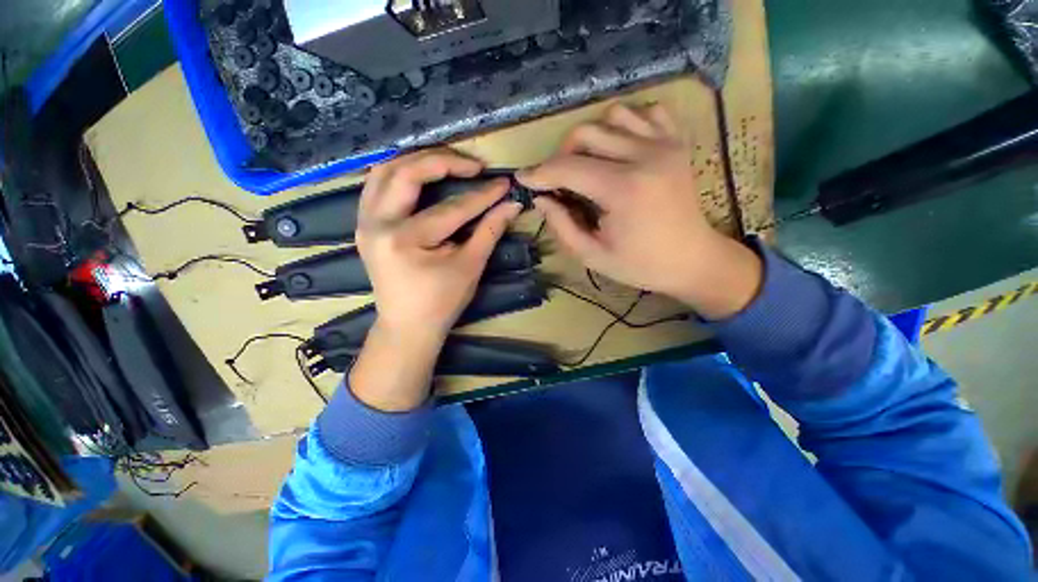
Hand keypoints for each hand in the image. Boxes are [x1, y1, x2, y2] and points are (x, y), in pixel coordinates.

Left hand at [349, 149, 522, 411]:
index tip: (503, 183)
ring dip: (418, 160)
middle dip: (443, 161)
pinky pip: (376, 185)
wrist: (407, 326)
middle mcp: (377, 224)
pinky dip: (400, 172)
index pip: (451, 208)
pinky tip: (420, 174)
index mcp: (406, 240)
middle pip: (406, 173)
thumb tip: (511, 205)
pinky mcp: (365, 225)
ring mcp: (365, 222)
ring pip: (385, 171)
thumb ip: (490, 231)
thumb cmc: (441, 302)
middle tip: (473, 166)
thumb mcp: (470, 267)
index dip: (481, 195)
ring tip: (448, 163)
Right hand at [517, 103, 762, 319]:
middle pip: (585, 134)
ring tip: (588, 164)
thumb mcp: (592, 255)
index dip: (540, 173)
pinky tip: (620, 147)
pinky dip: (625, 124)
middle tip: (558, 181)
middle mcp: (645, 156)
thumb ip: (561, 225)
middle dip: (561, 156)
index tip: (522, 179)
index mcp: (624, 190)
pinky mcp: (677, 141)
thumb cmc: (640, 264)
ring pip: (611, 116)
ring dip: (590, 138)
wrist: (692, 259)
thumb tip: (540, 198)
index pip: (568, 168)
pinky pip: (646, 111)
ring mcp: (665, 143)